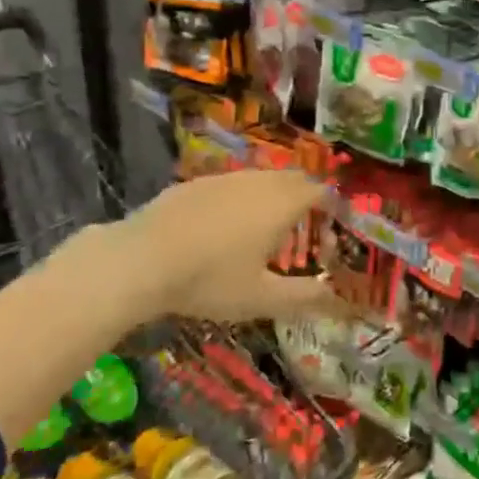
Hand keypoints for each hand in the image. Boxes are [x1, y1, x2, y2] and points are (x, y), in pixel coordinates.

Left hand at [66, 170, 342, 327]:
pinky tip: (223, 227)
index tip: (335, 225)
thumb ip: (304, 297)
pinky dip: (241, 198)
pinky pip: (231, 184)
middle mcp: (258, 182)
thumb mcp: (262, 298)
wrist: (138, 261)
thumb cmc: (210, 280)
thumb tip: (339, 300)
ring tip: (266, 228)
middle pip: (294, 179)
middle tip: (305, 227)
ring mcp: (224, 179)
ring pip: (261, 179)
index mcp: (282, 204)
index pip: (321, 192)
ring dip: (273, 196)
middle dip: (306, 197)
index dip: (333, 206)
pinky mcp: (194, 183)